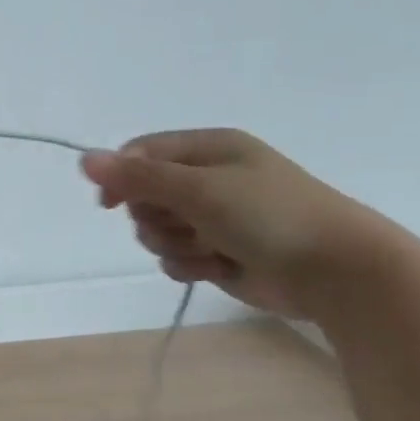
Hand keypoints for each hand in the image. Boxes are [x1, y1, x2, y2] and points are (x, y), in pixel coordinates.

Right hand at [80, 129, 385, 318]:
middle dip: (155, 217)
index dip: (121, 177)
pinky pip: (175, 257)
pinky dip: (189, 264)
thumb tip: (84, 158)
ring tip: (210, 249)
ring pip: (156, 231)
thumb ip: (138, 177)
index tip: (111, 204)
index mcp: (208, 149)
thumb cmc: (269, 216)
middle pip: (143, 196)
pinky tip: (216, 267)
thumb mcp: (199, 189)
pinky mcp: (216, 252)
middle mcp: (208, 179)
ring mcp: (212, 218)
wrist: (335, 271)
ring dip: (174, 244)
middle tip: (187, 224)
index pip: (141, 153)